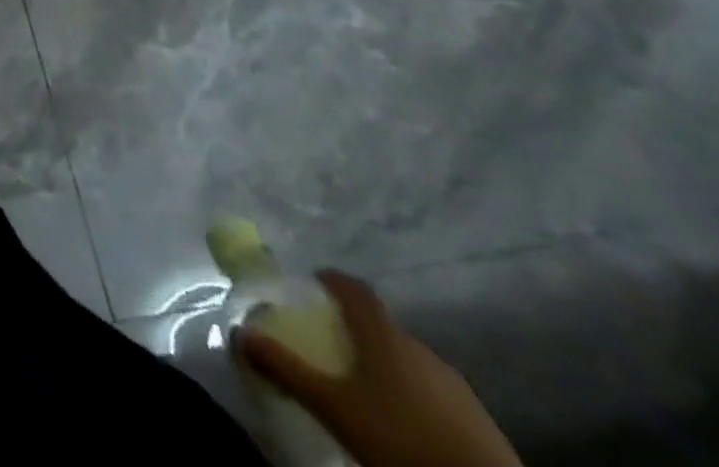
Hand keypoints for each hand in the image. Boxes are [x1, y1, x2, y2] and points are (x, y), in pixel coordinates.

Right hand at [235, 270, 520, 466]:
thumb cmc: (401, 439)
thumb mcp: (333, 407)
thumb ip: (285, 367)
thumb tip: (238, 331)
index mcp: (384, 335)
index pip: (354, 288)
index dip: (332, 280)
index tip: (312, 283)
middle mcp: (420, 348)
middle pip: (381, 326)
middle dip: (355, 330)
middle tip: (329, 344)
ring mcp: (456, 385)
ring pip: (409, 360)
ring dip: (385, 365)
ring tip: (364, 389)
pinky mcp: (481, 421)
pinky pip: (434, 392)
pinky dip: (412, 395)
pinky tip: (404, 422)